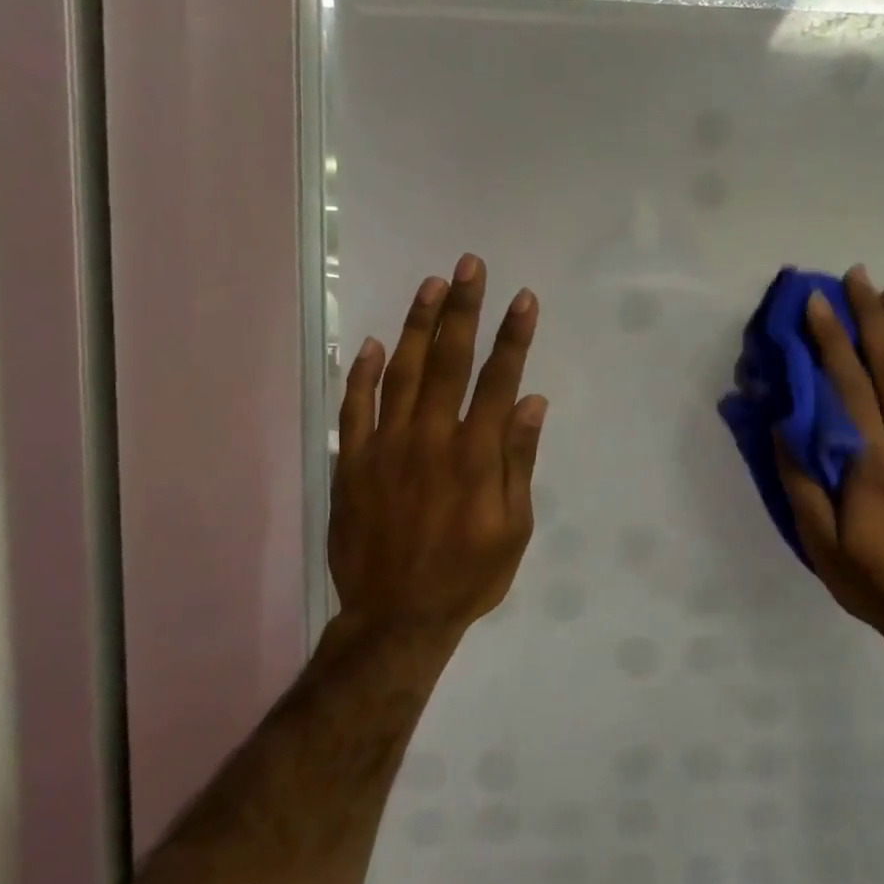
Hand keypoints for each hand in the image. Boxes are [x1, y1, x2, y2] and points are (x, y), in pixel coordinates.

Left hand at [326, 255, 545, 654]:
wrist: (397, 618)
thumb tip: (531, 402)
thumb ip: (519, 460)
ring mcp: (385, 447)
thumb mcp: (514, 527)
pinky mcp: (351, 463)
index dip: (513, 336)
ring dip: (417, 326)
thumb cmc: (468, 575)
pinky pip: (353, 408)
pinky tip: (370, 343)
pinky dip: (360, 373)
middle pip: (449, 361)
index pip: (499, 380)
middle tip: (469, 265)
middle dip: (462, 309)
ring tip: (430, 285)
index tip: (522, 298)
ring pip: (400, 372)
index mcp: (476, 454)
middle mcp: (431, 438)